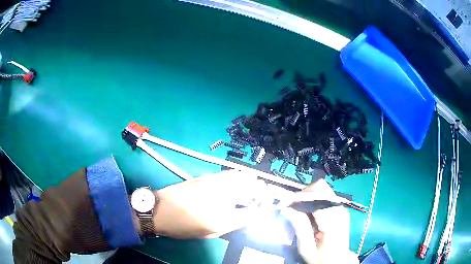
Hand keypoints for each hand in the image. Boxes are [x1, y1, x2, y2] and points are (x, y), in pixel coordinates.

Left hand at [151, 170, 266, 238]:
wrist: (160, 210)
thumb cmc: (186, 224)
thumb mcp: (214, 230)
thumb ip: (239, 221)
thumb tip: (255, 213)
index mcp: (226, 201)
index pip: (256, 197)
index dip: (265, 202)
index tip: (265, 208)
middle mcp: (223, 185)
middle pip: (251, 181)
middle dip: (259, 190)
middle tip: (256, 203)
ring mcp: (214, 178)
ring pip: (241, 175)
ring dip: (248, 184)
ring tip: (244, 197)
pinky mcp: (206, 176)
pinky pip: (229, 174)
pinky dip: (237, 180)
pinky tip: (231, 192)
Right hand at [281, 179, 358, 263]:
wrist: (338, 260)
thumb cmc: (320, 258)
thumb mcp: (306, 248)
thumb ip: (298, 226)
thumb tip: (285, 208)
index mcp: (332, 221)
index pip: (315, 198)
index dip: (297, 198)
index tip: (282, 204)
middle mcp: (339, 210)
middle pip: (320, 188)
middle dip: (302, 194)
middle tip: (289, 206)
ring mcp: (341, 207)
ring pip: (322, 189)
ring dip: (307, 196)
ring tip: (296, 208)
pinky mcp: (340, 208)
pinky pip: (325, 195)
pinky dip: (313, 199)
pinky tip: (306, 210)